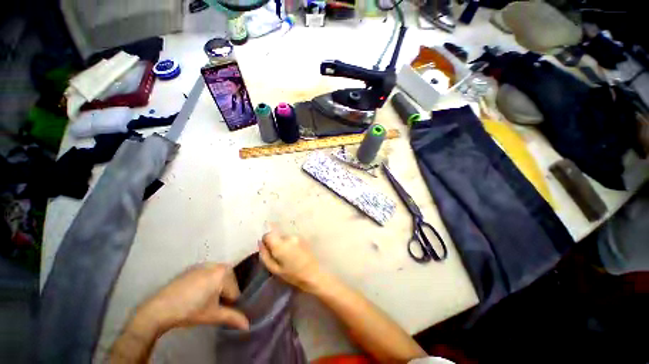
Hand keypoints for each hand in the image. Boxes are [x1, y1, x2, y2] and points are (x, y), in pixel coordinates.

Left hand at [135, 263, 249, 333]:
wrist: (158, 309)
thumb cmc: (190, 311)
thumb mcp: (213, 316)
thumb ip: (232, 318)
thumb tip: (248, 326)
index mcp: (224, 272)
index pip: (235, 291)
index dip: (229, 304)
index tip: (217, 312)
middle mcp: (216, 264)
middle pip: (228, 283)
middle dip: (223, 295)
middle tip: (210, 307)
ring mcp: (204, 265)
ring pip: (218, 279)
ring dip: (215, 290)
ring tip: (202, 302)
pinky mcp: (193, 268)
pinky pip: (207, 276)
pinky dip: (206, 284)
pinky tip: (194, 296)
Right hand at [258, 226, 326, 291]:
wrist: (313, 274)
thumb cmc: (292, 275)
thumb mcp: (274, 269)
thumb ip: (265, 255)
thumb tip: (260, 243)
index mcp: (280, 244)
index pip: (268, 234)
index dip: (266, 242)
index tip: (269, 251)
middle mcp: (289, 237)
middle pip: (276, 236)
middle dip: (275, 244)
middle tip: (279, 256)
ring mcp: (297, 236)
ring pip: (284, 237)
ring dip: (283, 244)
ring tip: (288, 256)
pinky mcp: (303, 238)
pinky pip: (292, 239)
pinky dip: (290, 244)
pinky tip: (295, 254)